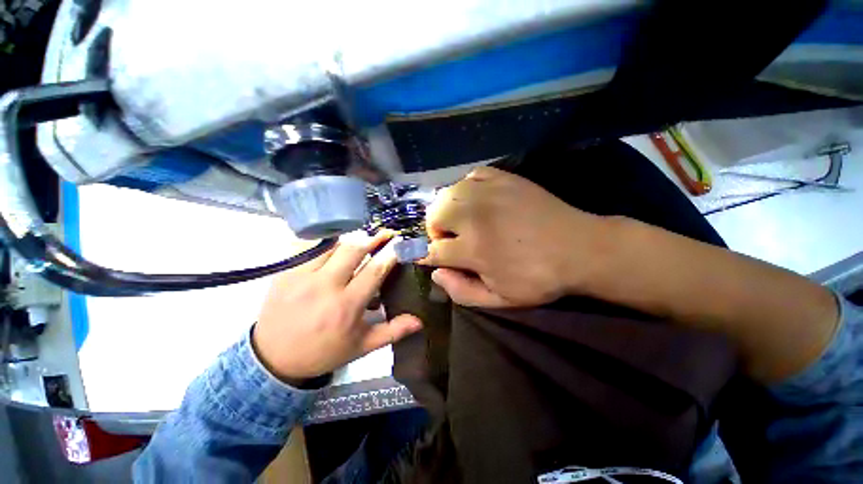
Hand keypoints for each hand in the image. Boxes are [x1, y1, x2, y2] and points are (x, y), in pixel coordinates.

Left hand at [252, 231, 422, 381]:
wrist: (273, 358)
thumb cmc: (323, 351)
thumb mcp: (361, 346)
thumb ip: (392, 331)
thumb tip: (419, 321)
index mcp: (347, 306)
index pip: (375, 270)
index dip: (390, 253)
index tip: (400, 243)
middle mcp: (325, 286)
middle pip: (354, 249)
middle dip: (373, 238)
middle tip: (385, 234)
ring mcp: (302, 276)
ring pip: (333, 244)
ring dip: (351, 240)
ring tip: (361, 241)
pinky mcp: (285, 271)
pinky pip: (309, 246)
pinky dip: (326, 242)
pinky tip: (335, 245)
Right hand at [420, 167, 610, 307]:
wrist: (580, 248)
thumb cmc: (539, 278)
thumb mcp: (500, 300)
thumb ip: (462, 292)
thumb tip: (436, 274)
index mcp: (473, 250)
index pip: (433, 250)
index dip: (426, 255)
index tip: (426, 257)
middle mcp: (474, 217)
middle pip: (434, 215)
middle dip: (435, 230)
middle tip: (450, 240)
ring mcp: (489, 193)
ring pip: (447, 193)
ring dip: (447, 209)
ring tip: (461, 220)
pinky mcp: (504, 179)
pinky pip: (471, 176)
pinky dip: (466, 188)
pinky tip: (476, 200)